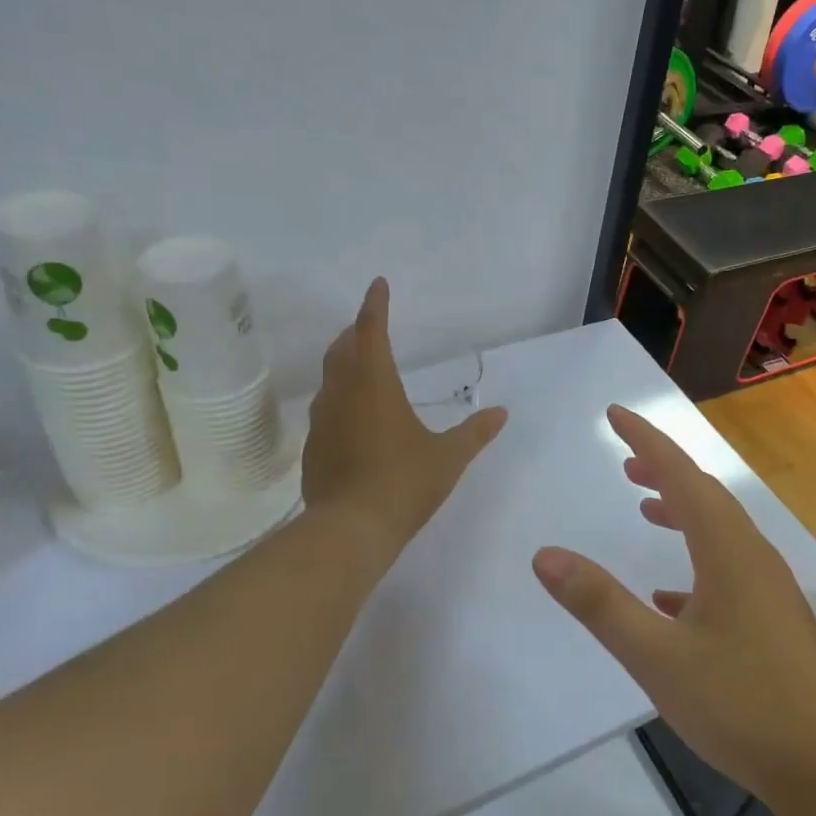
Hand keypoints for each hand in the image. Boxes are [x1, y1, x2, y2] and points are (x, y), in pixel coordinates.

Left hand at [303, 278, 507, 552]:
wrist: (350, 529)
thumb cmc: (404, 483)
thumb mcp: (448, 458)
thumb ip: (475, 433)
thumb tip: (501, 413)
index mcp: (375, 385)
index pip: (371, 331)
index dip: (374, 306)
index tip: (378, 285)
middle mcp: (343, 394)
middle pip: (343, 350)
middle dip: (356, 332)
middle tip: (368, 325)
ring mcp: (322, 421)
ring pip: (330, 378)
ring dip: (343, 363)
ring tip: (359, 364)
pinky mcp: (314, 447)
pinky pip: (326, 409)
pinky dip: (339, 398)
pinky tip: (351, 416)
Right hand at [531, 404, 815, 803]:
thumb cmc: (742, 703)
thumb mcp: (657, 656)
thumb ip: (599, 604)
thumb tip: (545, 555)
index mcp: (726, 549)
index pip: (680, 474)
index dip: (646, 439)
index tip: (614, 414)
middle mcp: (750, 555)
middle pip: (703, 494)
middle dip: (663, 470)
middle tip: (623, 462)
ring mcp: (766, 588)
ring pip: (717, 530)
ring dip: (679, 511)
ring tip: (644, 508)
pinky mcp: (772, 618)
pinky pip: (726, 568)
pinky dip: (693, 559)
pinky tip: (668, 596)